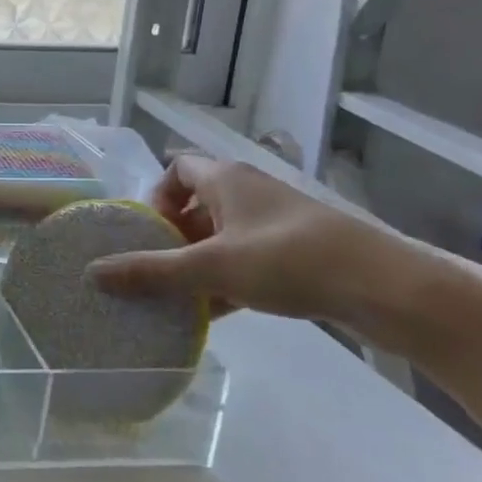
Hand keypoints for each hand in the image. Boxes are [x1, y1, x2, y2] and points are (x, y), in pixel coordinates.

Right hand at [87, 156, 404, 322]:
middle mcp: (250, 193)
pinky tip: (216, 313)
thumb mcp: (211, 267)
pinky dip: (228, 281)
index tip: (147, 231)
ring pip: (223, 237)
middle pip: (197, 206)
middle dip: (172, 237)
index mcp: (227, 179)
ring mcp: (278, 224)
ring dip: (198, 263)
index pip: (177, 168)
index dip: (156, 195)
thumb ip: (151, 271)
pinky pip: (249, 261)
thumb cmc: (290, 260)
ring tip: (179, 296)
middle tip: (156, 269)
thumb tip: (92, 273)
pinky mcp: (301, 254)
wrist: (390, 290)